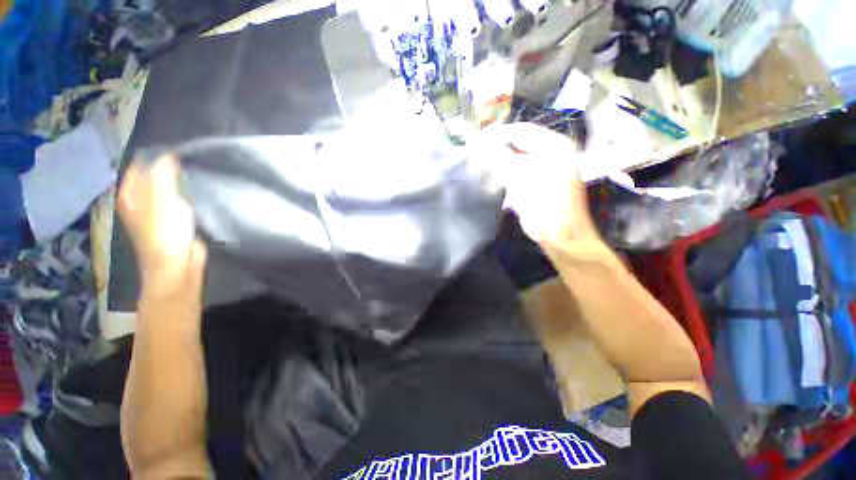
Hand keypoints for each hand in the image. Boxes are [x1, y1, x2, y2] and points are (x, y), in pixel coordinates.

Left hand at [118, 154, 205, 294]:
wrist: (178, 265)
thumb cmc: (165, 232)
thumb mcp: (163, 199)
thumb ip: (163, 174)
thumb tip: (168, 154)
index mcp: (130, 194)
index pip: (140, 165)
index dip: (157, 155)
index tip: (180, 148)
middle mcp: (140, 201)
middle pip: (153, 176)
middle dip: (170, 167)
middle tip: (192, 159)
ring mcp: (157, 212)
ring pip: (168, 189)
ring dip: (180, 181)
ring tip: (198, 171)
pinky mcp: (174, 221)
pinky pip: (180, 201)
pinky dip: (188, 194)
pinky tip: (200, 190)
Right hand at [469, 123, 597, 246]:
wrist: (559, 234)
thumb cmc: (541, 202)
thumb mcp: (516, 177)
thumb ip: (496, 158)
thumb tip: (476, 144)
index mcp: (553, 145)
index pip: (520, 130)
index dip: (496, 135)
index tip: (476, 143)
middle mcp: (554, 153)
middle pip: (519, 145)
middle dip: (497, 152)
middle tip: (478, 159)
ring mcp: (550, 169)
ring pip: (519, 160)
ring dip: (501, 166)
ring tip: (486, 172)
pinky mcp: (543, 183)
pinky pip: (522, 173)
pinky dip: (509, 177)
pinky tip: (499, 185)